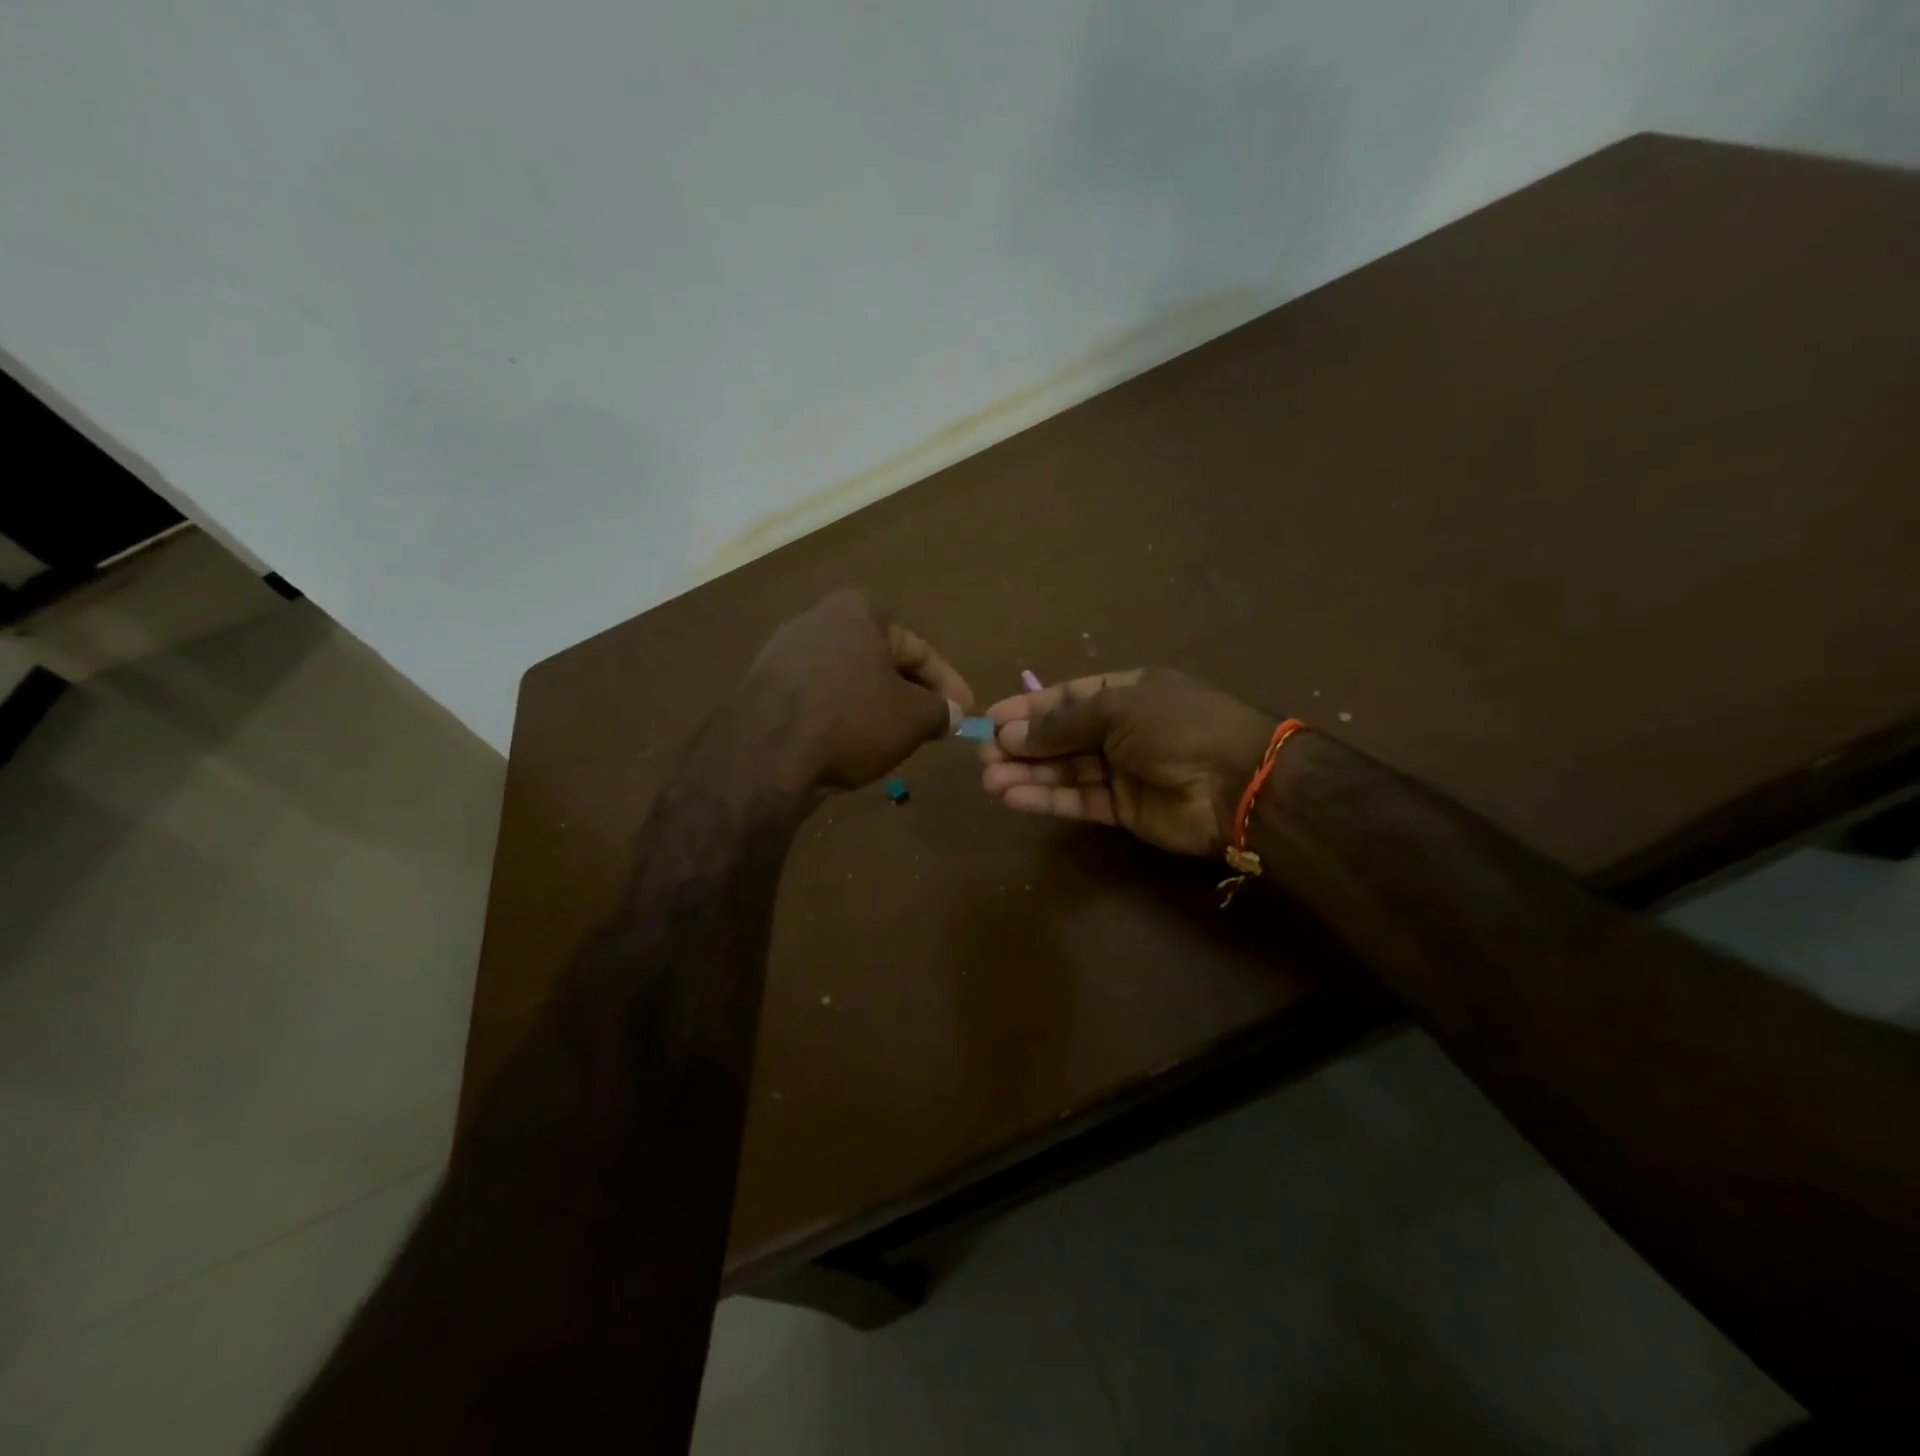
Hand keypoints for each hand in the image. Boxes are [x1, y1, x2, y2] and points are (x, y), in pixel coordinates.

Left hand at [708, 589, 972, 795]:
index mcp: (857, 611)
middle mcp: (817, 619)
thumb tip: (952, 714)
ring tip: (896, 738)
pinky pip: (818, 696)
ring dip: (876, 705)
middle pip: (881, 660)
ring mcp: (783, 651)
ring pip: (849, 679)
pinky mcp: (762, 685)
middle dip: (911, 693)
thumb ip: (940, 710)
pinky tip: (851, 743)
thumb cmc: (850, 721)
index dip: (949, 684)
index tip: (966, 713)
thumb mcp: (912, 718)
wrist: (763, 756)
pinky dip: (842, 715)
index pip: (918, 648)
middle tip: (933, 724)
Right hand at [979, 669, 1276, 856]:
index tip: (991, 719)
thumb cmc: (1176, 726)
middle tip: (982, 755)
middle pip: (1061, 736)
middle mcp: (1121, 729)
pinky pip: (1078, 800)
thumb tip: (1010, 732)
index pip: (1067, 697)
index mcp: (1126, 693)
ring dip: (1026, 774)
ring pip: (1065, 772)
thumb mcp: (1116, 709)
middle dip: (1021, 745)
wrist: (1236, 783)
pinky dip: (1046, 799)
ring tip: (988, 780)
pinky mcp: (1123, 810)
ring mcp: (1122, 771)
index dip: (1029, 708)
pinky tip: (1012, 797)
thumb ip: (1061, 723)